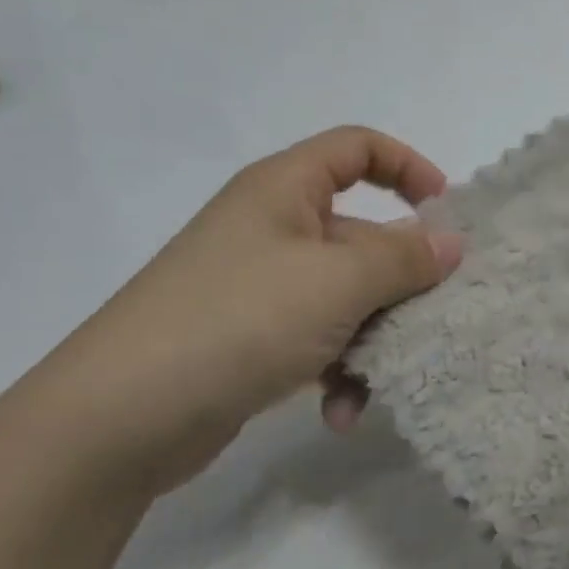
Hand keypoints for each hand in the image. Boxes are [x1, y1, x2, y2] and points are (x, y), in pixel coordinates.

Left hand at [5, 127, 463, 493]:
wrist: (117, 420)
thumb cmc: (238, 320)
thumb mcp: (337, 281)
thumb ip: (403, 258)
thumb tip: (451, 242)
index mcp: (284, 191)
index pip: (356, 148)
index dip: (407, 166)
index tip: (445, 212)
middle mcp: (273, 230)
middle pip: (362, 235)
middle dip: (402, 280)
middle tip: (437, 315)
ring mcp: (262, 288)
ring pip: (347, 297)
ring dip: (373, 339)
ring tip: (381, 380)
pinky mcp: (253, 340)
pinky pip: (318, 341)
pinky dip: (338, 372)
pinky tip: (340, 413)